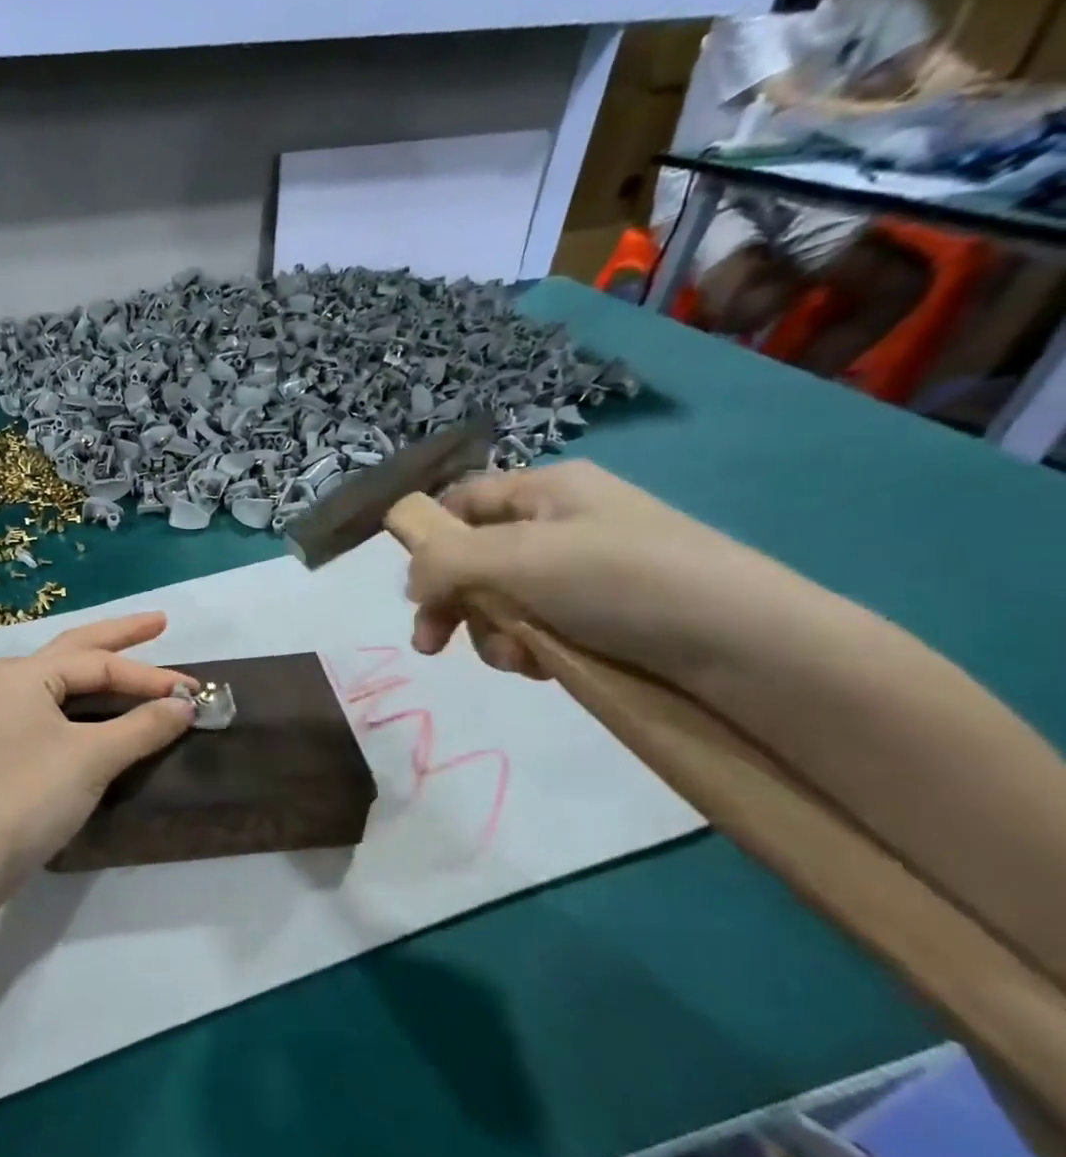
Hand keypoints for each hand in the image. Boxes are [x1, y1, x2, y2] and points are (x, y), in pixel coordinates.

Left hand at [0, 613, 197, 890]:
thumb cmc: (27, 795)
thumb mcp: (92, 757)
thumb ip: (142, 726)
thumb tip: (186, 705)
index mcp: (25, 674)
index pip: (99, 665)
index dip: (150, 677)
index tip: (194, 691)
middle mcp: (11, 684)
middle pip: (76, 651)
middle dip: (119, 637)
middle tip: (160, 622)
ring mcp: (6, 716)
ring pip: (65, 682)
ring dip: (103, 670)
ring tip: (136, 653)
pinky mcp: (9, 747)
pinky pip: (58, 711)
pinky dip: (90, 704)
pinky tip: (105, 706)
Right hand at [405, 461, 802, 683]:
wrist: (744, 644)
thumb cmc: (620, 581)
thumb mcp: (517, 557)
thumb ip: (444, 562)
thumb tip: (412, 584)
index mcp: (546, 490)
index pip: (463, 502)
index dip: (430, 539)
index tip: (414, 588)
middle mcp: (561, 525)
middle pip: (475, 560)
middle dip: (453, 603)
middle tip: (432, 645)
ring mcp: (583, 575)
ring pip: (502, 603)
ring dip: (492, 634)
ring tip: (518, 657)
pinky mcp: (602, 620)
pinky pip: (539, 630)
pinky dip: (529, 651)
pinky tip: (546, 667)